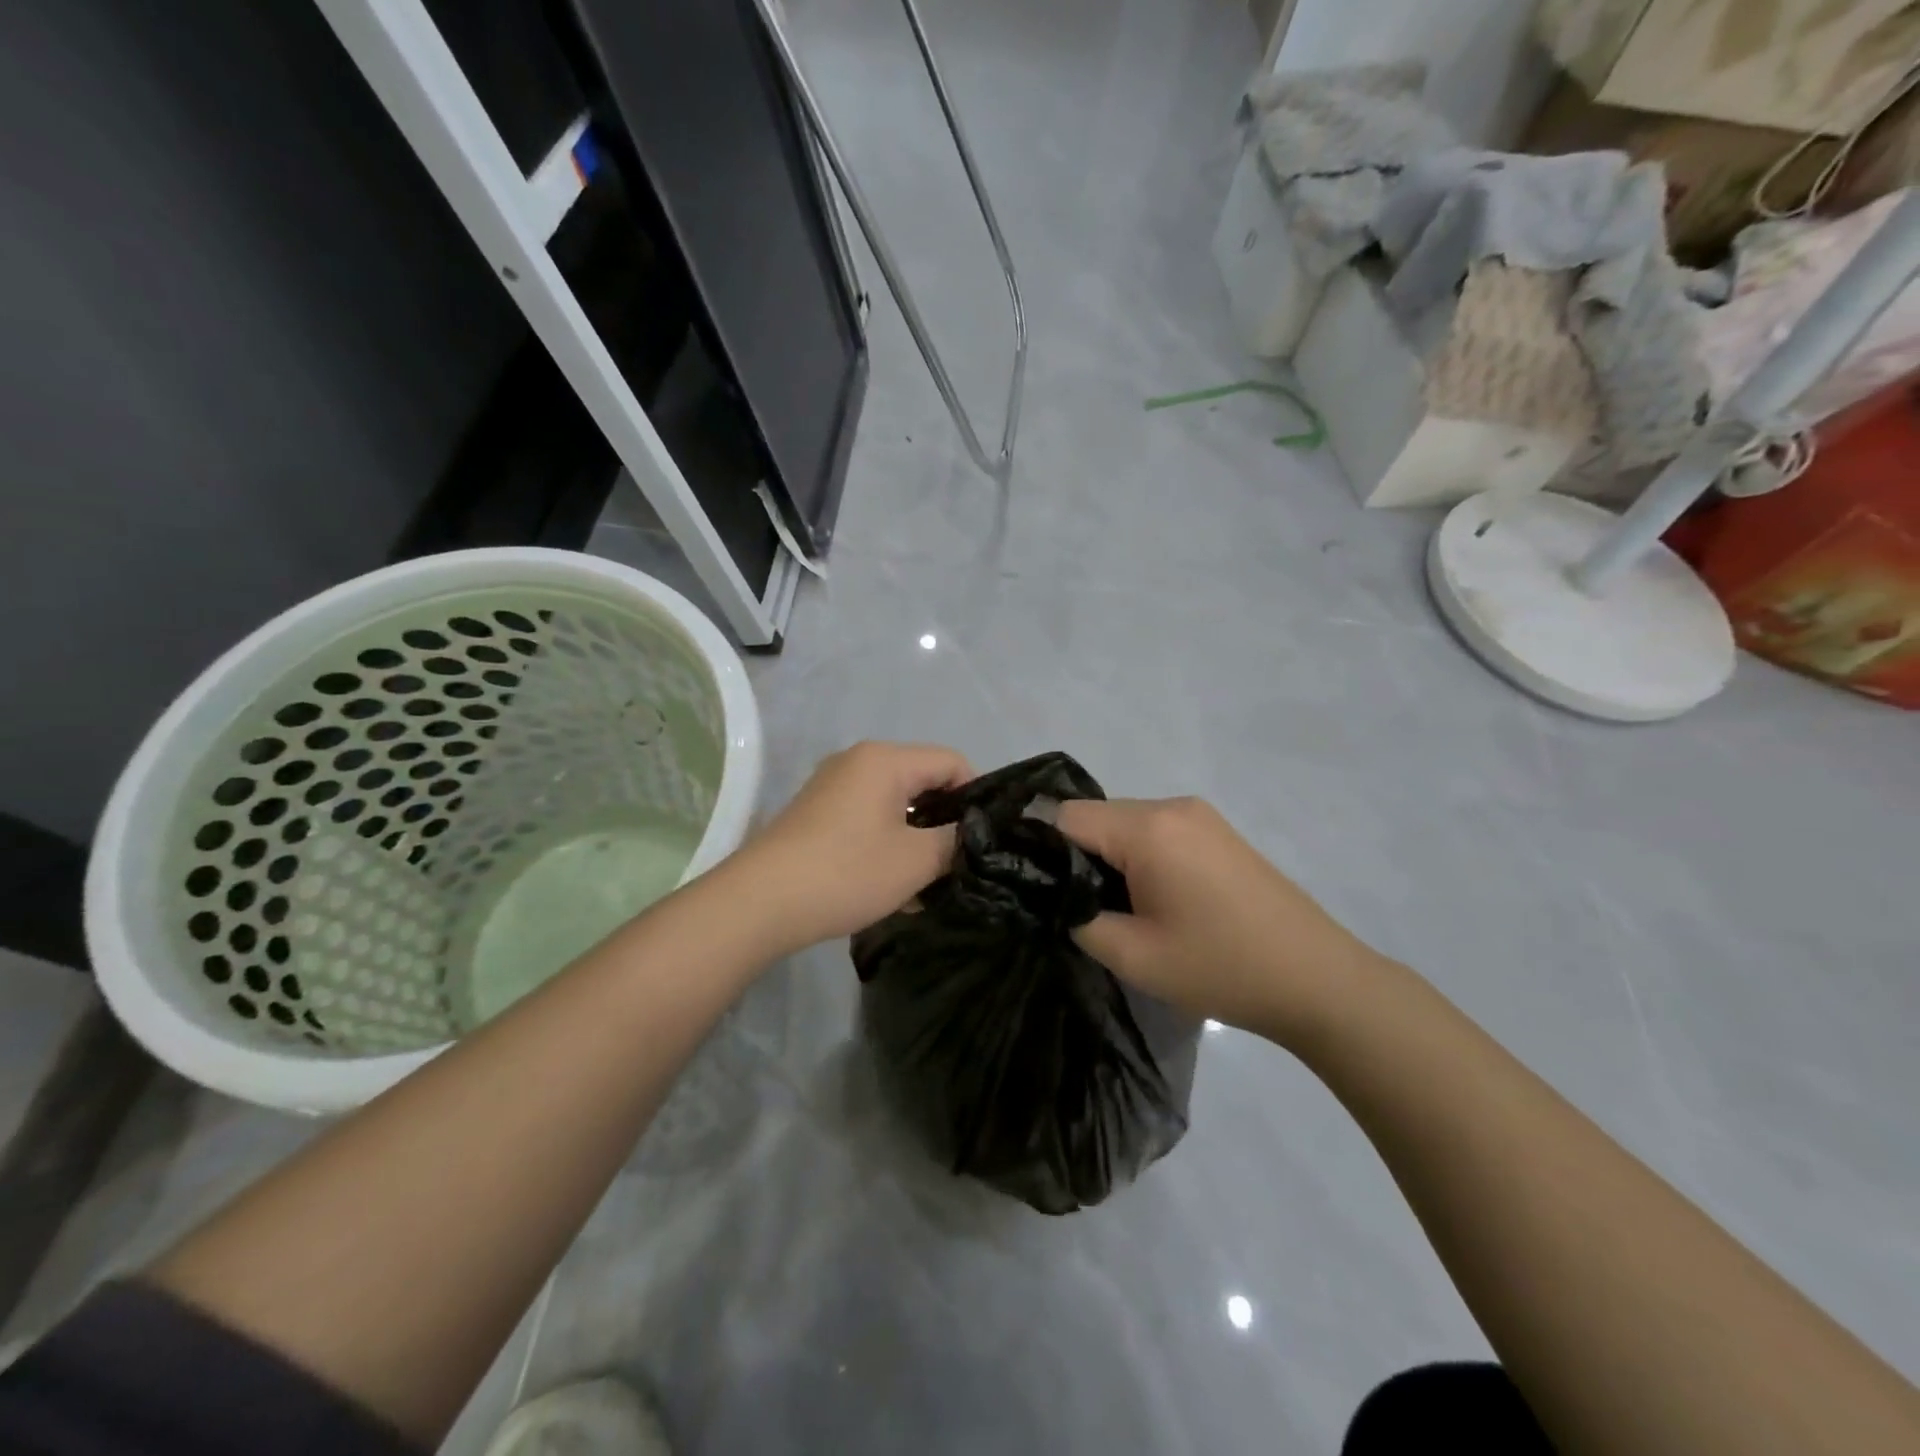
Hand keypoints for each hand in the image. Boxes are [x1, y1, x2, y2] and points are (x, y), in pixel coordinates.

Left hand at [732, 741, 971, 953]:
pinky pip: (868, 821)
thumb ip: (956, 840)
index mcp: (885, 760)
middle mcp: (857, 762)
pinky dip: (887, 847)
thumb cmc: (847, 872)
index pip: (952, 762)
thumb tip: (971, 833)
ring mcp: (832, 788)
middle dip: (944, 823)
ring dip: (916, 842)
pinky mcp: (817, 816)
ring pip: (895, 807)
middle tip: (958, 865)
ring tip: (927, 887)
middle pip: (922, 782)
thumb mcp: (916, 860)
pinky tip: (893, 890)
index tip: (983, 839)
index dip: (976, 797)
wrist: (760, 903)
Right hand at [1055, 797, 1381, 1042]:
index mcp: (1148, 828)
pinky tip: (1148, 898)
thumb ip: (1077, 916)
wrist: (1318, 980)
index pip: (1065, 816)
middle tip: (1070, 906)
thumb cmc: (1221, 968)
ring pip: (1125, 824)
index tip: (1027, 884)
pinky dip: (1137, 855)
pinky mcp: (1216, 831)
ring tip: (1110, 907)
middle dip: (1074, 855)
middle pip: (1095, 816)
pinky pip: (1155, 831)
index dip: (1038, 848)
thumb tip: (1056, 895)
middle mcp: (1172, 806)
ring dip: (1107, 857)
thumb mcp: (1132, 955)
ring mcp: (1199, 815)